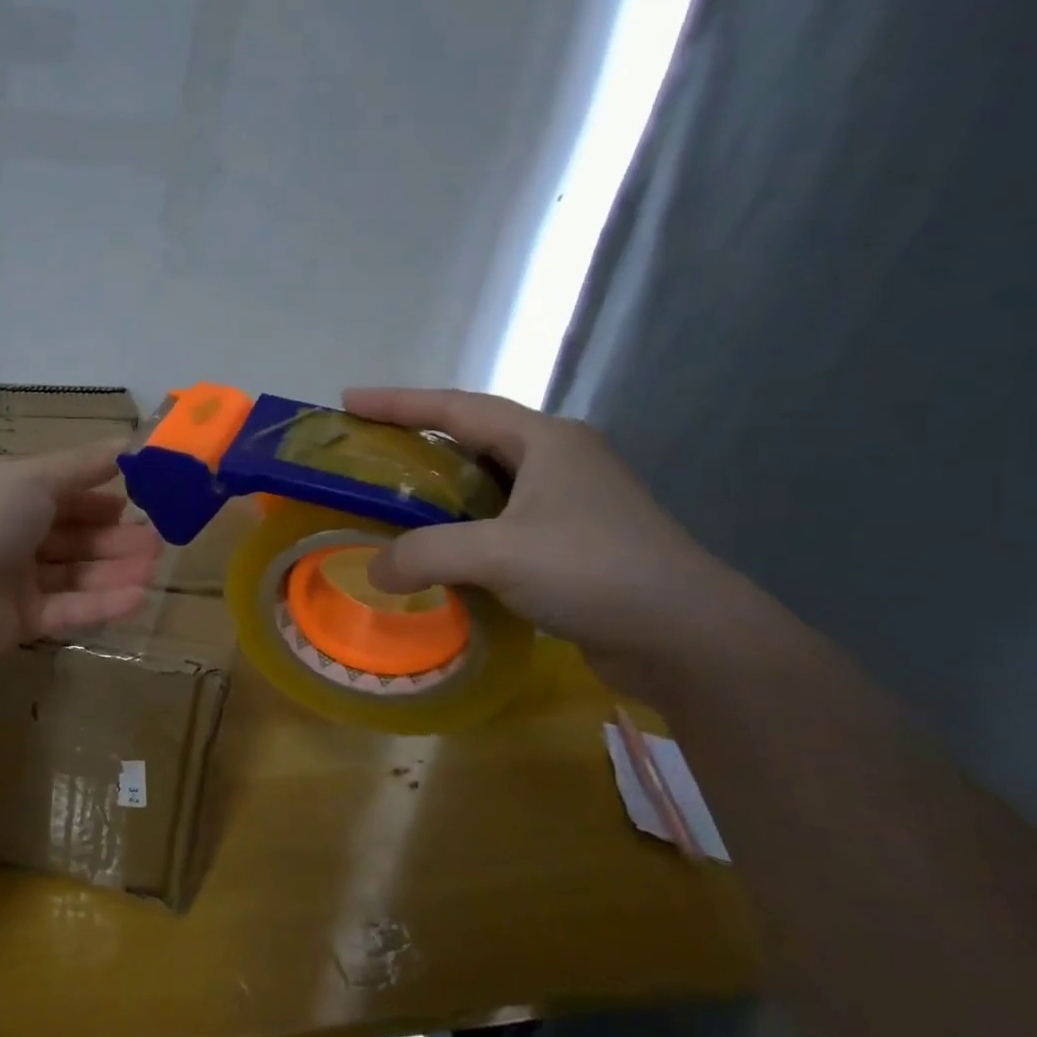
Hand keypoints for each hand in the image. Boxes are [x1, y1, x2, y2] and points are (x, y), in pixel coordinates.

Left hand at [0, 444, 162, 662]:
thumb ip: (82, 465)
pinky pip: (66, 611)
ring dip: (114, 570)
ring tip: (154, 567)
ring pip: (74, 574)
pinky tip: (138, 597)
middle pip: (72, 537)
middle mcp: (9, 536)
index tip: (143, 498)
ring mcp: (13, 582)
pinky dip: (100, 604)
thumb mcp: (33, 476)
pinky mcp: (18, 623)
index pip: (62, 494)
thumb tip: (128, 441)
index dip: (100, 496)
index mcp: (7, 495)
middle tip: (158, 540)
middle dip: (115, 537)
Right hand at [344, 387, 768, 696]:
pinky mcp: (572, 543)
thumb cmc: (594, 570)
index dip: (398, 402)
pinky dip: (462, 529)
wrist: (688, 636)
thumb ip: (425, 554)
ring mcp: (569, 503)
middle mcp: (558, 461)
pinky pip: (499, 522)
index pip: (457, 408)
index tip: (348, 400)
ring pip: (487, 484)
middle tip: (367, 453)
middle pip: (472, 438)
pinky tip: (438, 551)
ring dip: (440, 490)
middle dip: (417, 442)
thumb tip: (376, 571)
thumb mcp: (499, 554)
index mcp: (545, 441)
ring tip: (392, 500)